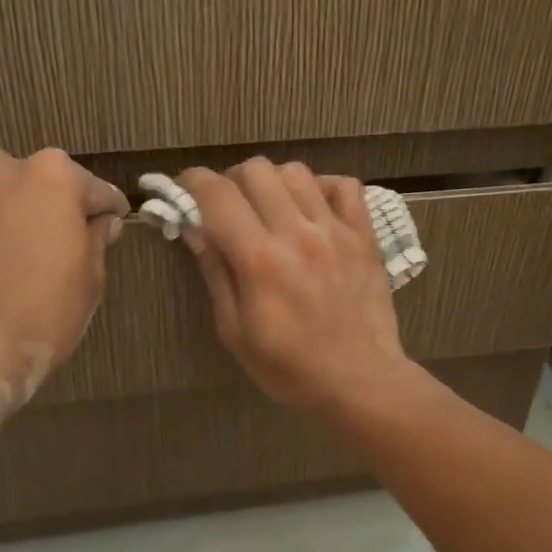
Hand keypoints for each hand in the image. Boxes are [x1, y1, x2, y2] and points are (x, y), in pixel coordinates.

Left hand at [0, 148, 127, 416]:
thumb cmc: (42, 312)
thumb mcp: (90, 279)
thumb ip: (97, 237)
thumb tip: (102, 222)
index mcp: (52, 175)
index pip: (91, 188)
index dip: (104, 210)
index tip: (109, 223)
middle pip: (32, 183)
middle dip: (43, 208)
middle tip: (48, 246)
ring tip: (0, 256)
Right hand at [178, 159, 413, 416]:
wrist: (361, 381)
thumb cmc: (290, 368)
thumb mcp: (236, 333)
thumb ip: (216, 274)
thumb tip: (195, 228)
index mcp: (260, 260)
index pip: (218, 195)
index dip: (194, 182)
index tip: (187, 189)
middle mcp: (297, 233)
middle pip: (256, 170)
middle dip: (232, 181)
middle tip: (230, 208)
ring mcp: (336, 230)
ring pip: (296, 171)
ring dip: (274, 182)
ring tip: (271, 209)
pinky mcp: (365, 235)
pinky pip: (345, 185)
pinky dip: (323, 187)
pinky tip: (313, 209)